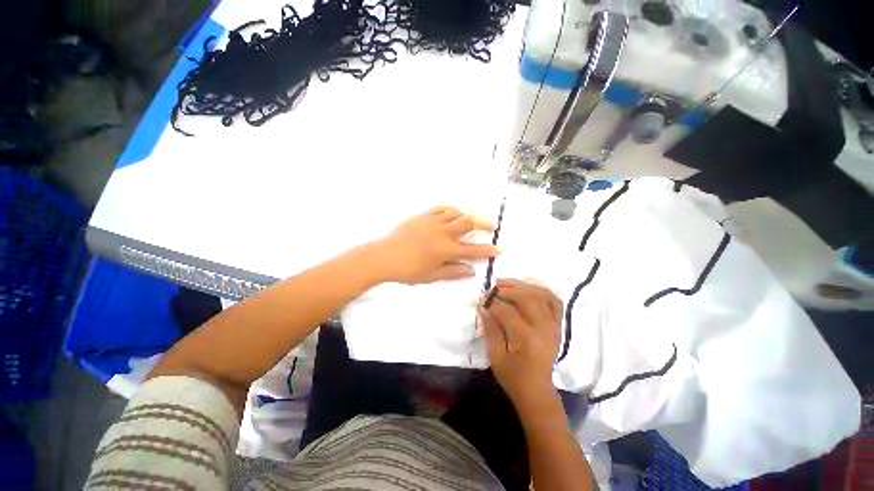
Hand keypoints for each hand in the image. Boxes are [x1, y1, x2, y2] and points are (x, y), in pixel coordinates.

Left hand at [374, 207, 499, 284]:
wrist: (384, 256)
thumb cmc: (408, 270)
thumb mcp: (432, 276)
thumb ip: (453, 272)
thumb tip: (471, 271)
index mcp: (446, 249)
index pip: (473, 250)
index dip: (488, 250)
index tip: (498, 249)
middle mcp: (443, 232)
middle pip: (469, 222)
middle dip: (484, 223)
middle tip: (492, 225)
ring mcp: (433, 221)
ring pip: (456, 213)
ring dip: (467, 215)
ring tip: (471, 220)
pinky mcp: (423, 216)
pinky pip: (441, 208)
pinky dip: (450, 210)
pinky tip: (452, 213)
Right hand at [479, 279, 563, 412]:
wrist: (537, 392)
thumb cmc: (513, 377)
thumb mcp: (495, 357)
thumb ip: (490, 329)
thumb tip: (483, 306)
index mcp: (526, 339)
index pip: (507, 311)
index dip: (492, 302)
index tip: (481, 300)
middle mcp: (544, 328)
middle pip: (527, 298)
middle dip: (507, 290)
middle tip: (492, 289)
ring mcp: (553, 326)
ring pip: (541, 295)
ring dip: (522, 286)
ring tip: (506, 283)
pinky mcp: (557, 326)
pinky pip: (554, 301)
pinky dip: (541, 291)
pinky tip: (527, 289)